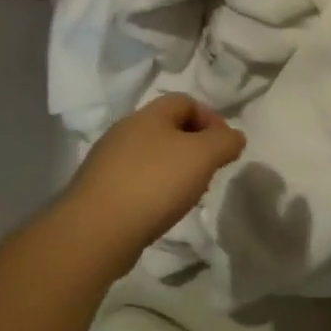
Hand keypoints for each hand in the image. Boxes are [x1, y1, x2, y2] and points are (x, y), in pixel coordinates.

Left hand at [64, 93, 245, 261]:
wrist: (96, 230)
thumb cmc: (154, 183)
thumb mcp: (202, 156)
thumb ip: (225, 142)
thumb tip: (234, 137)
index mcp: (148, 115)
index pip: (185, 101)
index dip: (211, 118)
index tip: (225, 146)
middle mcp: (125, 131)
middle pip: (167, 128)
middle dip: (194, 146)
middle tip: (209, 171)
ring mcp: (108, 161)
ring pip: (152, 155)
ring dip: (175, 170)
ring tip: (188, 195)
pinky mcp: (100, 189)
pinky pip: (136, 180)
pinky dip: (155, 189)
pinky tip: (161, 210)